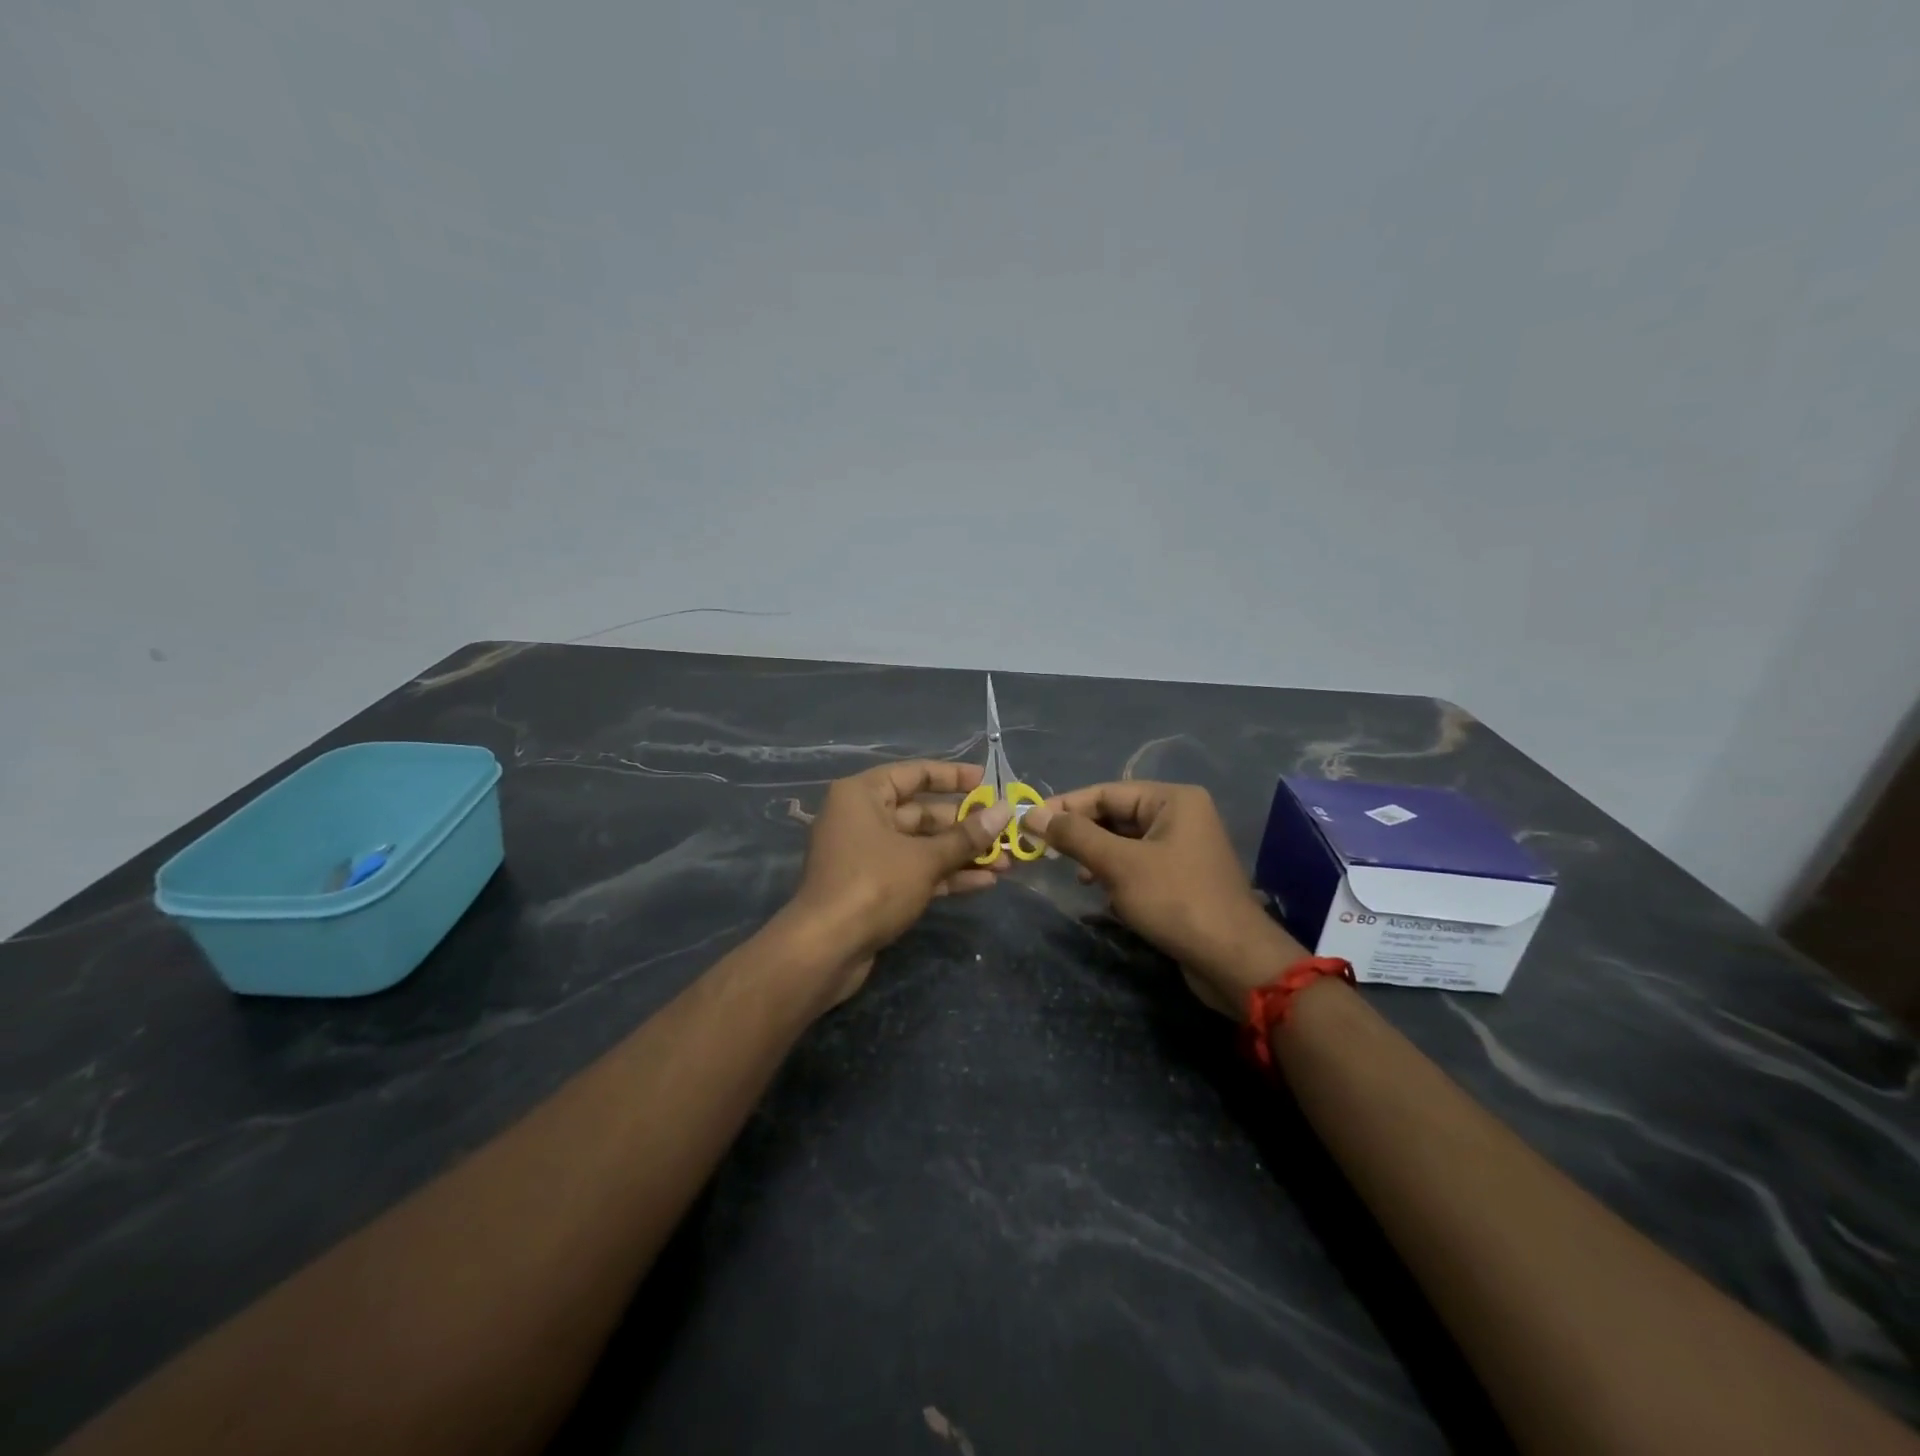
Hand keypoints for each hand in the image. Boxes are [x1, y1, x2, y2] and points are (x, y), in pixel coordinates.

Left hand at [786, 760, 1014, 1004]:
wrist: (825, 949)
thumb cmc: (873, 885)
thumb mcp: (925, 858)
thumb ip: (966, 836)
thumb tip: (1005, 811)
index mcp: (863, 795)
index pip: (914, 774)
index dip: (953, 777)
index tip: (988, 782)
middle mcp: (862, 818)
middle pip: (922, 813)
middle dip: (965, 826)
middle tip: (1006, 832)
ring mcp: (866, 855)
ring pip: (921, 846)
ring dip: (961, 854)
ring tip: (1006, 862)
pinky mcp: (873, 887)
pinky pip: (914, 871)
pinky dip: (945, 875)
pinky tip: (984, 882)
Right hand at [1022, 782, 1306, 1017]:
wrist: (1233, 960)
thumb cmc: (1175, 901)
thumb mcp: (1119, 865)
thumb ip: (1075, 836)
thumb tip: (1032, 815)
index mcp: (1172, 800)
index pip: (1106, 792)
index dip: (1066, 807)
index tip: (1028, 822)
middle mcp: (1180, 816)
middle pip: (1116, 814)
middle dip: (1080, 832)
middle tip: (1042, 849)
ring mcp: (1183, 848)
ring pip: (1124, 842)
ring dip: (1095, 855)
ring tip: (1071, 873)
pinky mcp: (1181, 877)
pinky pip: (1138, 864)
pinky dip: (1114, 873)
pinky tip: (1098, 891)